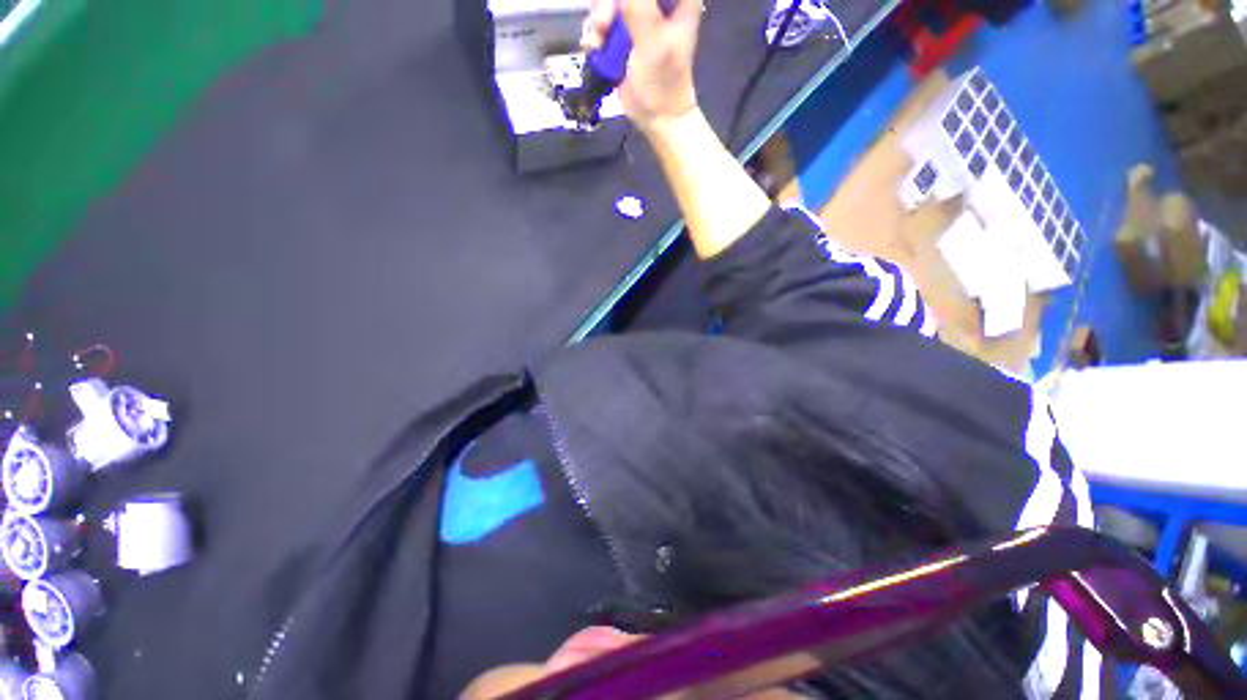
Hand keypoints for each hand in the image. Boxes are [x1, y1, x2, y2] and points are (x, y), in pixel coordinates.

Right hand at [581, 0, 703, 134]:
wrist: (656, 117)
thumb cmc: (663, 83)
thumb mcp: (653, 41)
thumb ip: (638, 5)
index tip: (619, 8)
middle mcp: (658, 1)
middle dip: (608, 4)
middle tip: (604, 24)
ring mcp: (639, 15)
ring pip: (609, 1)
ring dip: (599, 18)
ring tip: (599, 40)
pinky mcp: (623, 32)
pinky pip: (602, 17)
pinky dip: (595, 31)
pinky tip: (596, 46)